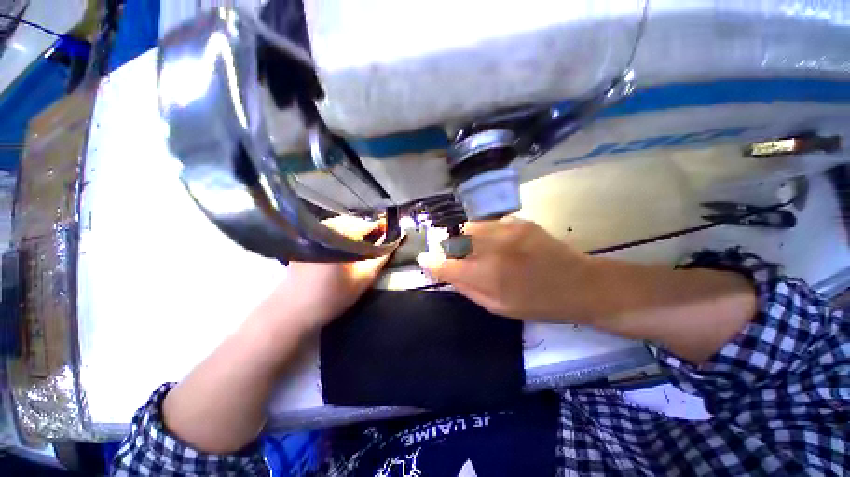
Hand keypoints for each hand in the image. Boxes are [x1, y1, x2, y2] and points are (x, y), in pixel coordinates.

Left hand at [265, 215, 392, 331]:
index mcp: (339, 236)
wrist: (293, 310)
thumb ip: (381, 258)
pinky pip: (330, 230)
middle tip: (380, 240)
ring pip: (342, 225)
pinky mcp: (306, 240)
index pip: (366, 224)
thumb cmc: (332, 295)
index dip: (381, 227)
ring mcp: (312, 233)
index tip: (391, 232)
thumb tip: (396, 240)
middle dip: (369, 229)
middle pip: (354, 222)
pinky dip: (343, 235)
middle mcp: (324, 229)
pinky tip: (346, 246)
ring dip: (356, 232)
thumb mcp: (363, 278)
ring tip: (365, 243)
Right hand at [416, 218, 595, 321]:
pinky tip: (495, 242)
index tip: (424, 259)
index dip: (431, 261)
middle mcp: (493, 248)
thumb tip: (444, 272)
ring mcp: (507, 230)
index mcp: (488, 275)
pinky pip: (489, 224)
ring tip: (473, 247)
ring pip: (470, 227)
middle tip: (451, 254)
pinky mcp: (519, 221)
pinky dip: (484, 233)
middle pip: (455, 239)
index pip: (445, 264)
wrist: (580, 284)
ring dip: (464, 237)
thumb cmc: (538, 303)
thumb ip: (466, 288)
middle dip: (447, 246)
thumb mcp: (497, 307)